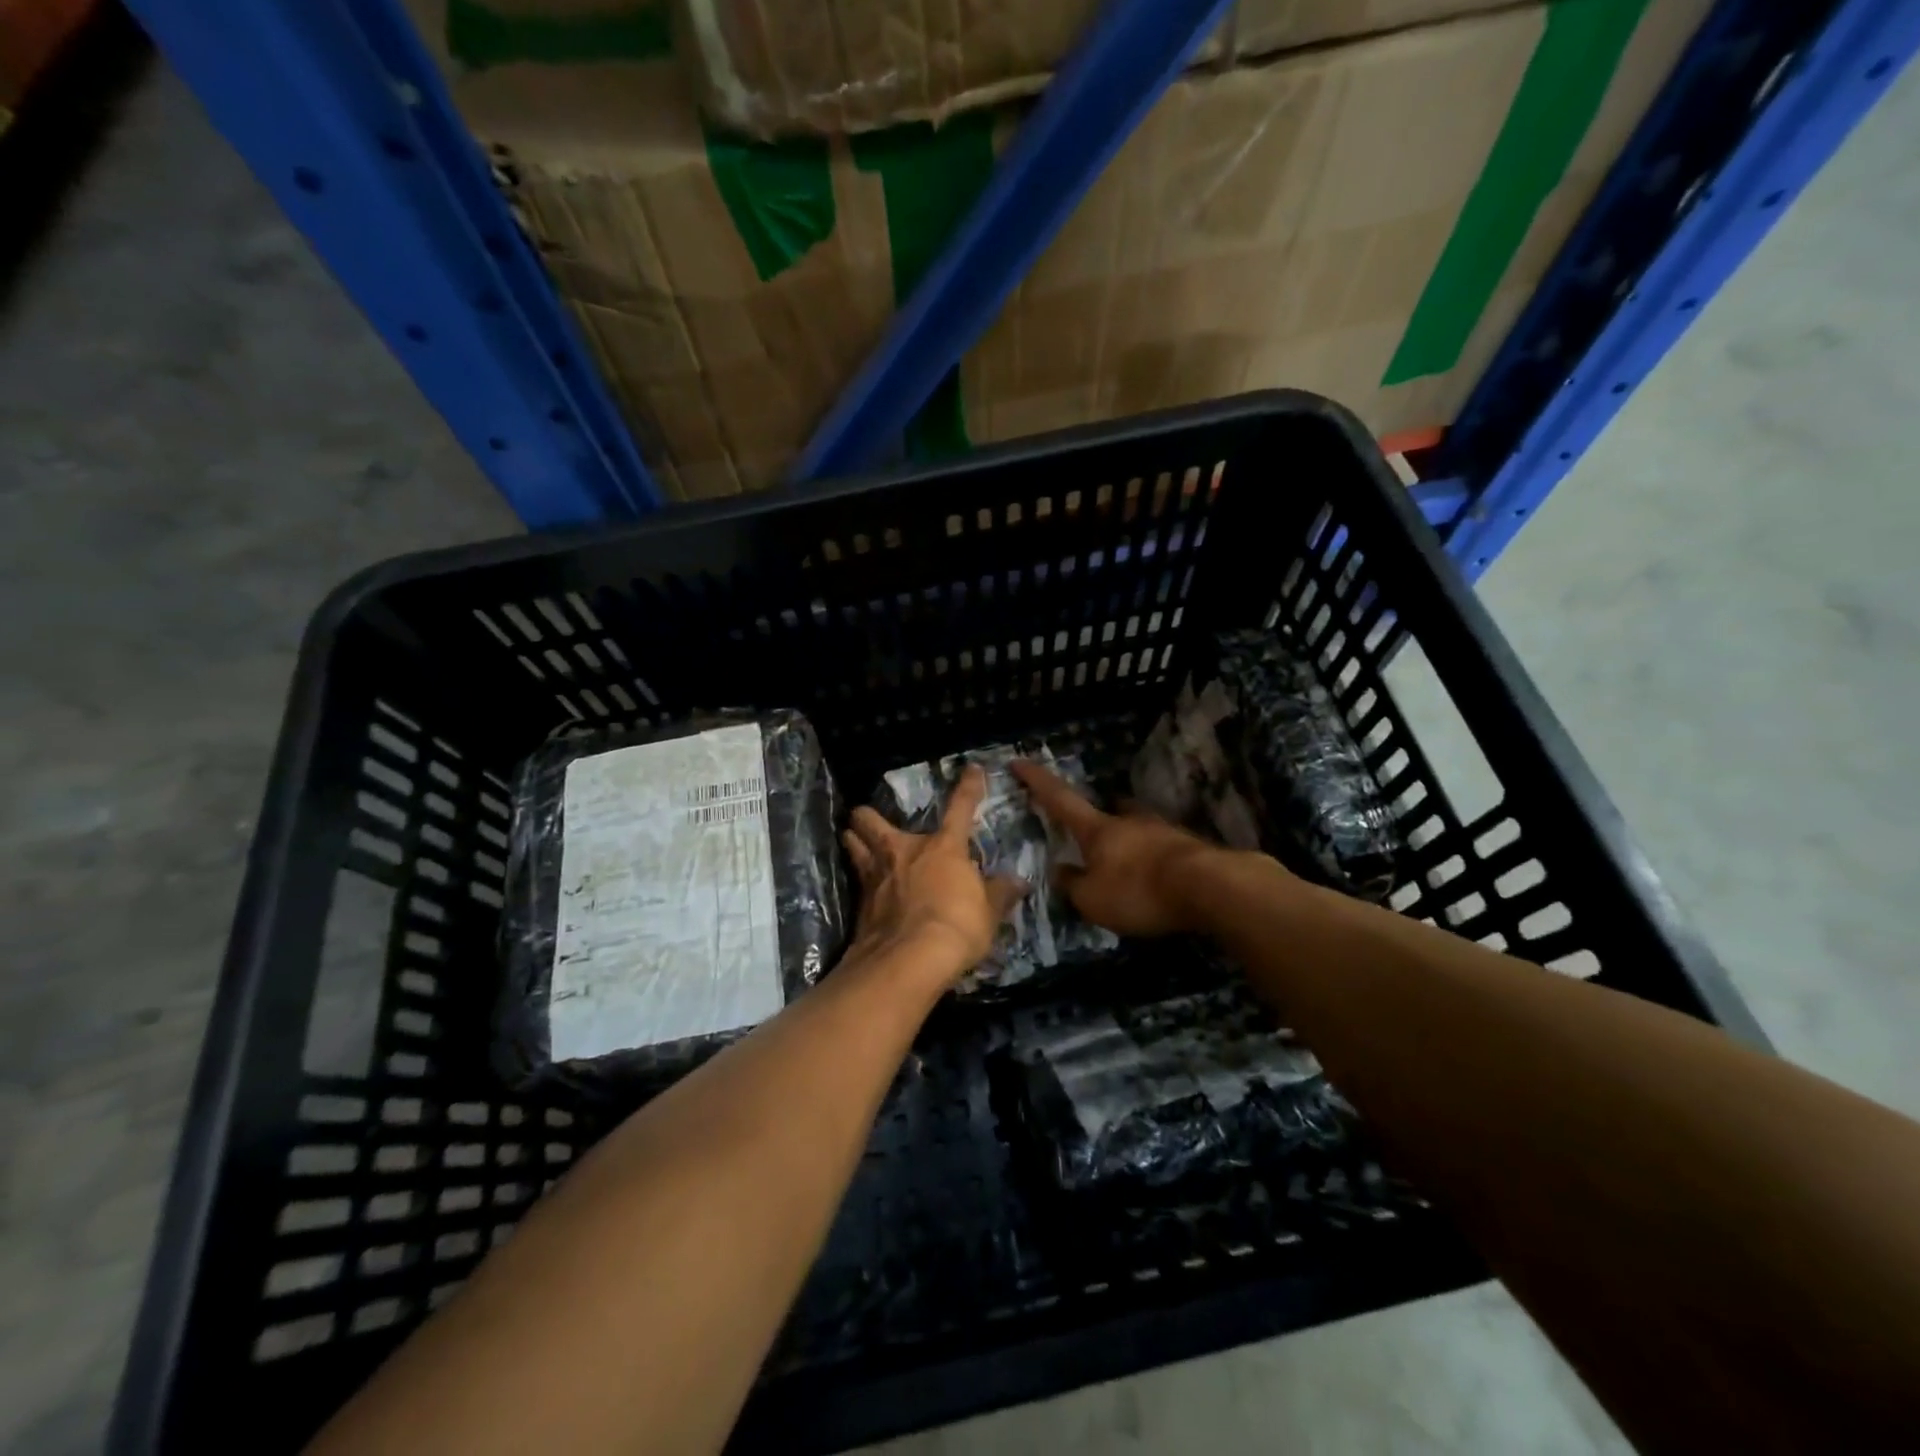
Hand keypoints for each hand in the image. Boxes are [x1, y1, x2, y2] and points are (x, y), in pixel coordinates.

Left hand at [843, 765, 1027, 986]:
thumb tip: (1018, 881)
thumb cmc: (957, 926)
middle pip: (872, 820)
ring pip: (853, 844)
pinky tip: (862, 888)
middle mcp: (904, 851)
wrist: (909, 959)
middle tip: (866, 817)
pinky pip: (856, 881)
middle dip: (867, 816)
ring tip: (851, 838)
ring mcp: (876, 875)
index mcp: (943, 847)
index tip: (972, 769)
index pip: (960, 808)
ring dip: (852, 840)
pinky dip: (858, 880)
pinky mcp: (860, 903)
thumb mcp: (988, 912)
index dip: (968, 788)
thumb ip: (999, 893)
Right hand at [1011, 760, 1236, 937]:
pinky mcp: (1191, 848)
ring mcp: (1163, 831)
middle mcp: (1129, 821)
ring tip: (1127, 864)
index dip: (1037, 781)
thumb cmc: (1139, 891)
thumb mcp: (1092, 900)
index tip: (1019, 761)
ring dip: (1129, 841)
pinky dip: (1153, 861)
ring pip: (1138, 828)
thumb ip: (1073, 885)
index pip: (1060, 800)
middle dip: (1097, 819)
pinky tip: (1156, 879)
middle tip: (1092, 832)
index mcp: (1098, 830)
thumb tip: (1062, 871)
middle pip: (1108, 811)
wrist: (1210, 887)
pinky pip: (1162, 849)